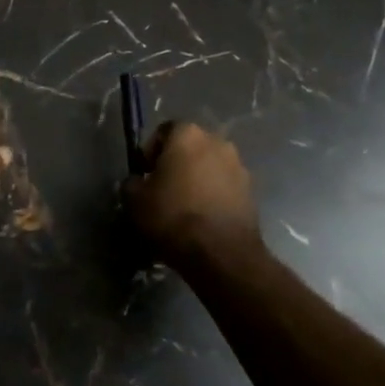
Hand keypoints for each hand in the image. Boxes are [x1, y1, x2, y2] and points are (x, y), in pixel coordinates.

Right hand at [124, 122, 258, 266]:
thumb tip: (138, 182)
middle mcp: (217, 141)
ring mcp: (238, 166)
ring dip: (198, 179)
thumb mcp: (135, 200)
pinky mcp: (251, 191)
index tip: (145, 174)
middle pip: (190, 147)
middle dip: (177, 163)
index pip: (163, 131)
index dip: (151, 151)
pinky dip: (214, 195)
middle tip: (164, 189)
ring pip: (209, 166)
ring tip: (186, 206)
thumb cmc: (173, 217)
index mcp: (187, 134)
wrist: (222, 254)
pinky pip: (225, 186)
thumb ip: (133, 182)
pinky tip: (204, 218)